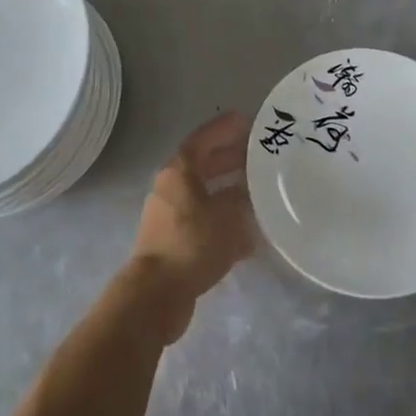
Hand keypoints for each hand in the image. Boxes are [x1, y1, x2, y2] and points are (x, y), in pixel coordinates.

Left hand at [127, 111, 255, 341]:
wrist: (157, 294)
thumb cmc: (192, 244)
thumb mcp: (227, 217)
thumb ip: (241, 199)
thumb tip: (249, 195)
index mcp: (178, 172)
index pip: (203, 140)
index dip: (224, 129)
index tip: (247, 121)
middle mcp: (170, 188)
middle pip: (203, 165)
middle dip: (230, 158)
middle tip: (258, 154)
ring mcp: (168, 215)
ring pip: (204, 193)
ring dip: (228, 189)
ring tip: (257, 189)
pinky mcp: (173, 241)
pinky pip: (202, 219)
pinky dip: (223, 218)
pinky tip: (247, 230)